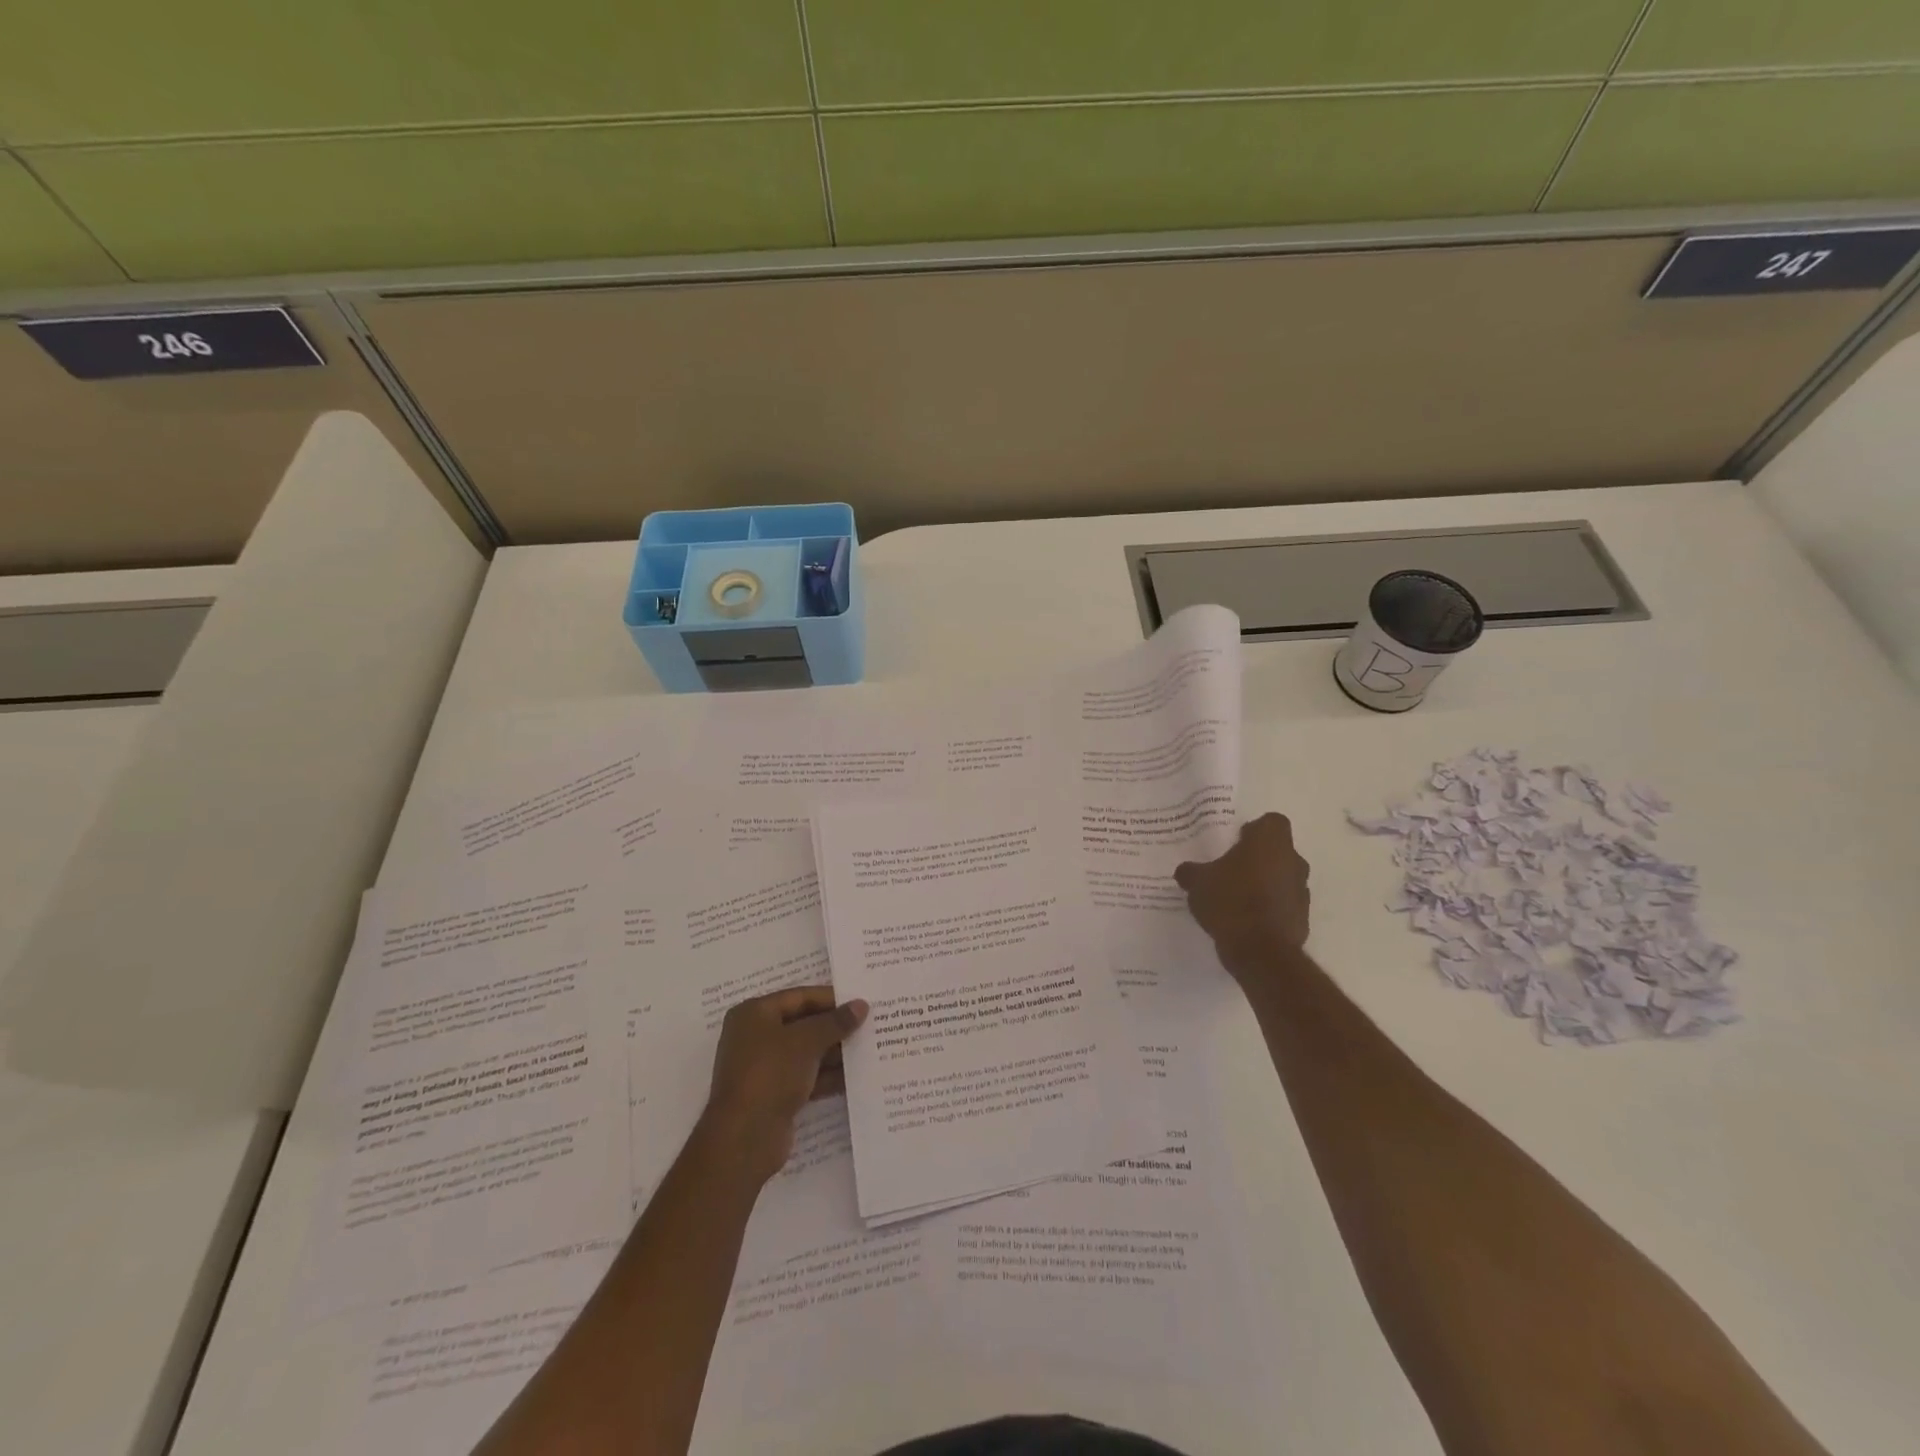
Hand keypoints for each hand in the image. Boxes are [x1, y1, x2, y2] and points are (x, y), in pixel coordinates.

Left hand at [698, 986, 867, 1185]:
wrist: (744, 1139)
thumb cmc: (771, 1074)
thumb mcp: (806, 1041)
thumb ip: (835, 1022)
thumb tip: (861, 1005)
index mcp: (754, 1014)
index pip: (799, 997)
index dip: (831, 998)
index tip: (861, 1001)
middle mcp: (756, 1037)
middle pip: (803, 1024)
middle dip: (835, 1027)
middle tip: (871, 1025)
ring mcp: (765, 1068)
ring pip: (806, 1053)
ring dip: (835, 1052)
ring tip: (870, 1048)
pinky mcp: (774, 1095)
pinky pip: (806, 1077)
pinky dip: (828, 1076)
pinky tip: (856, 1076)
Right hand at [1175, 813, 1311, 985]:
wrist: (1260, 951)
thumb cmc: (1230, 901)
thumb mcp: (1197, 882)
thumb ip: (1191, 872)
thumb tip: (1185, 871)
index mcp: (1270, 842)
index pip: (1271, 822)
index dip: (1253, 830)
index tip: (1235, 842)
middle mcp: (1293, 861)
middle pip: (1277, 851)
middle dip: (1257, 859)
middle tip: (1230, 870)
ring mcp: (1301, 891)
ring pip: (1282, 878)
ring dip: (1265, 884)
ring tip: (1236, 899)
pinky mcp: (1302, 919)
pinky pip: (1283, 905)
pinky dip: (1269, 909)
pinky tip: (1245, 921)